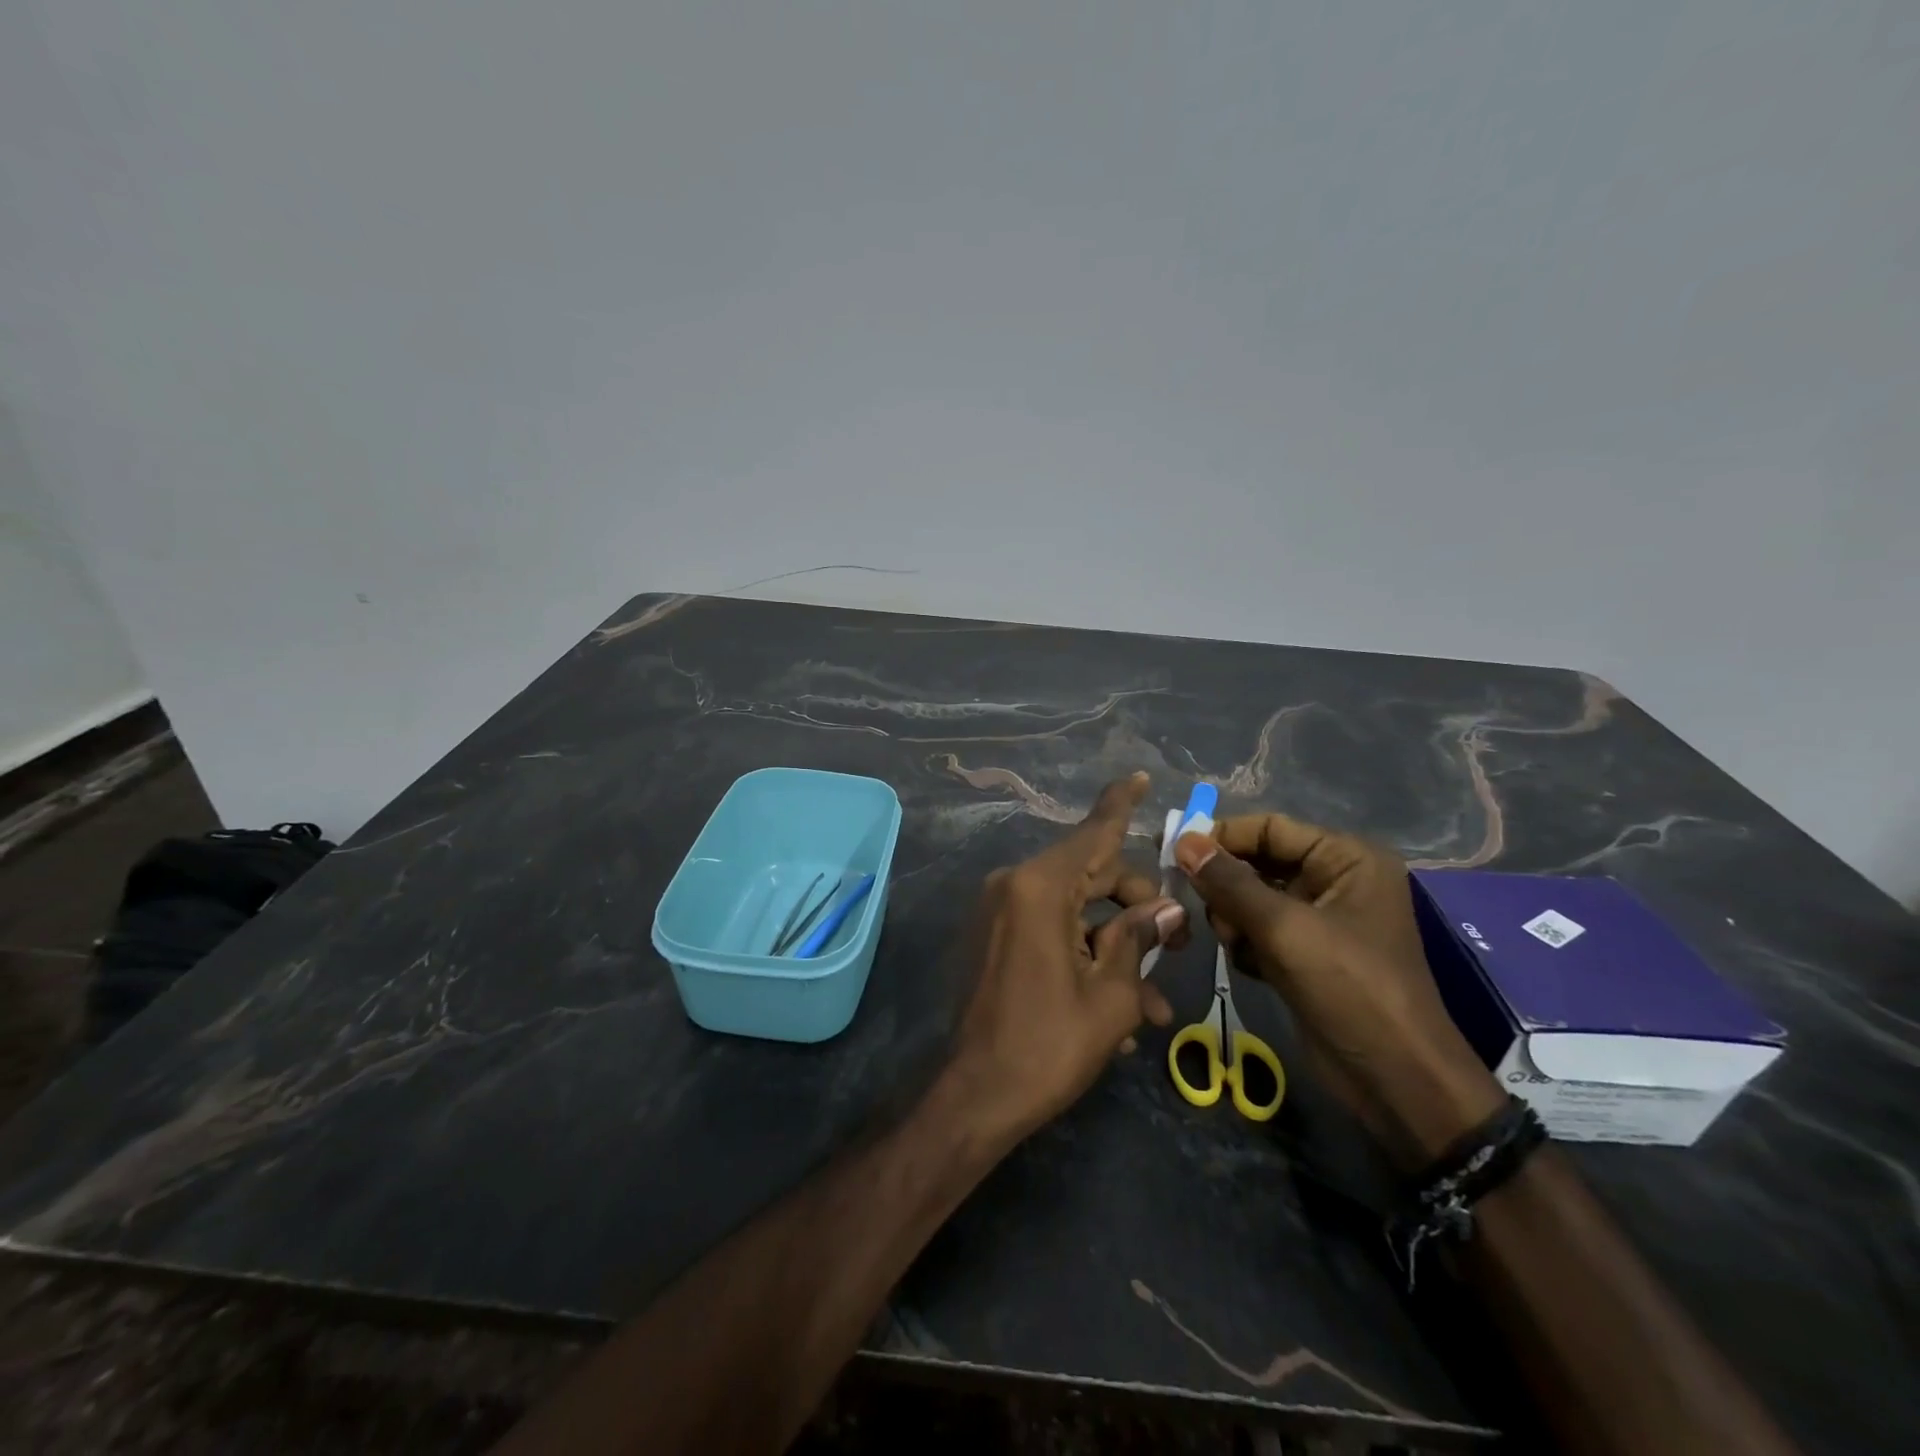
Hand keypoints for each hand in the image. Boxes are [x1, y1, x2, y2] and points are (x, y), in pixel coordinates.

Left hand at [945, 773, 1185, 1145]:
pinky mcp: (995, 938)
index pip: (1093, 833)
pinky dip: (1084, 957)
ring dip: (1116, 948)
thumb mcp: (1111, 996)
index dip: (1120, 804)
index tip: (1139, 776)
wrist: (976, 1096)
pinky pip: (1051, 931)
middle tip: (1175, 950)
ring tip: (1152, 1007)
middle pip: (1092, 875)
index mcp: (1040, 887)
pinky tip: (1116, 1013)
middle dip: (1138, 908)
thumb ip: (1139, 940)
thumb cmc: (1049, 1045)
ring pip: (1076, 911)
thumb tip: (1167, 912)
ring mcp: (1000, 912)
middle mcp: (1014, 886)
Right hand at [1174, 815, 1502, 1166]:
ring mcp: (1320, 920)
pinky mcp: (1306, 954)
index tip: (1174, 852)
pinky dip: (1246, 943)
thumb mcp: (1285, 929)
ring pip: (1251, 898)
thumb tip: (1183, 841)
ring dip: (1233, 918)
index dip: (1222, 837)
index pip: (1270, 829)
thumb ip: (1229, 883)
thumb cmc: (1349, 989)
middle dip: (1226, 885)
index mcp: (1346, 859)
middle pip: (1258, 863)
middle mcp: (1334, 880)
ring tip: (1235, 943)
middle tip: (1200, 907)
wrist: (1395, 1081)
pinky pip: (1258, 930)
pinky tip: (1251, 966)